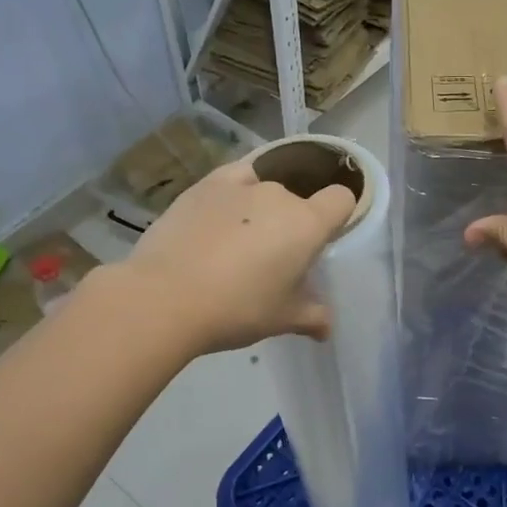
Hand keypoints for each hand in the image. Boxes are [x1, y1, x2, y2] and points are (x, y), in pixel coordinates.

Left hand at [120, 158, 354, 354]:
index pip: (342, 199)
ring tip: (237, 244)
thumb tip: (327, 328)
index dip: (339, 216)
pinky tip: (221, 213)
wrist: (165, 297)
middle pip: (299, 200)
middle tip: (273, 260)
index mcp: (308, 223)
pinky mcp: (204, 185)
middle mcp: (279, 194)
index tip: (324, 240)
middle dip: (292, 224)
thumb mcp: (282, 319)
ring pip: (265, 190)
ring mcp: (240, 185)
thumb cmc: (237, 308)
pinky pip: (234, 178)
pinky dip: (235, 191)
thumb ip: (313, 317)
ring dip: (261, 211)